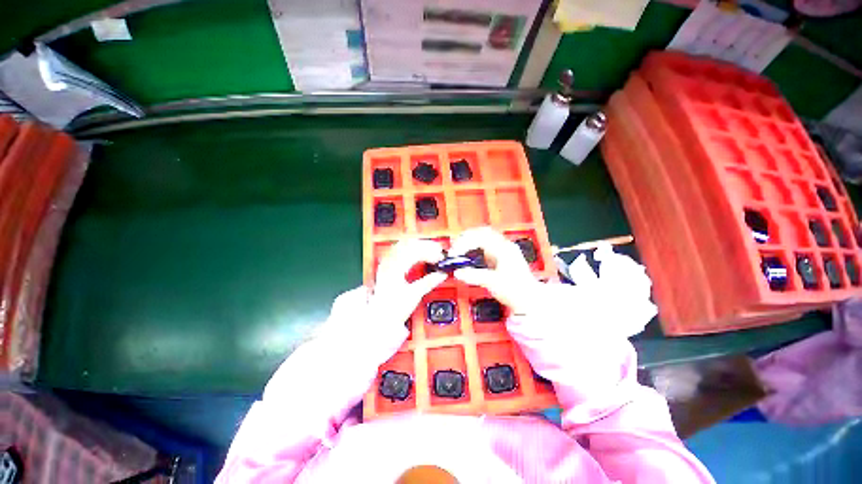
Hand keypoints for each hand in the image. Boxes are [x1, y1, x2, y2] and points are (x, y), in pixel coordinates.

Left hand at [368, 238, 447, 329]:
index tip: (440, 257)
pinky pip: (398, 252)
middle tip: (437, 251)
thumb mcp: (414, 295)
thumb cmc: (393, 308)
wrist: (379, 318)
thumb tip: (441, 274)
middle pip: (408, 244)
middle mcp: (389, 263)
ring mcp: (386, 264)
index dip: (430, 252)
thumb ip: (429, 282)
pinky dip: (411, 251)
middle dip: (425, 246)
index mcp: (395, 268)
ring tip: (430, 251)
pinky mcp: (386, 268)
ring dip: (418, 246)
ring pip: (403, 246)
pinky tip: (417, 255)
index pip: (415, 252)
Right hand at [448, 227, 540, 313]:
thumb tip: (457, 272)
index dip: (464, 243)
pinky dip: (474, 247)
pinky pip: (485, 245)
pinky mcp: (501, 256)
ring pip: (483, 237)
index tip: (454, 253)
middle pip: (482, 233)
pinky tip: (469, 255)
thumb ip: (473, 276)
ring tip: (459, 250)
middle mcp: (504, 246)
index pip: (480, 238)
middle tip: (454, 248)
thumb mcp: (492, 283)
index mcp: (504, 249)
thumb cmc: (515, 291)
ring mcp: (503, 249)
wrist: (530, 300)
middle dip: (466, 238)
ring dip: (470, 241)